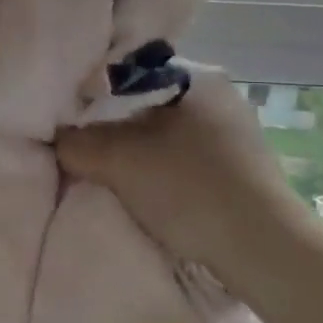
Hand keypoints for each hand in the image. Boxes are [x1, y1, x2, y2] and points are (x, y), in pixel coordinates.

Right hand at [55, 70, 319, 293]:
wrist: (263, 250)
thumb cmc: (189, 188)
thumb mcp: (118, 160)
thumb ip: (76, 143)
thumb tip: (58, 140)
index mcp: (196, 76)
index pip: (128, 72)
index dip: (92, 94)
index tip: (70, 120)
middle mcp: (221, 96)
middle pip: (146, 104)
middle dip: (114, 126)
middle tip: (84, 148)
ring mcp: (235, 134)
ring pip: (166, 134)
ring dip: (138, 152)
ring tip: (110, 173)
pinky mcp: (242, 169)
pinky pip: (185, 159)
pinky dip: (162, 171)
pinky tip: (148, 192)